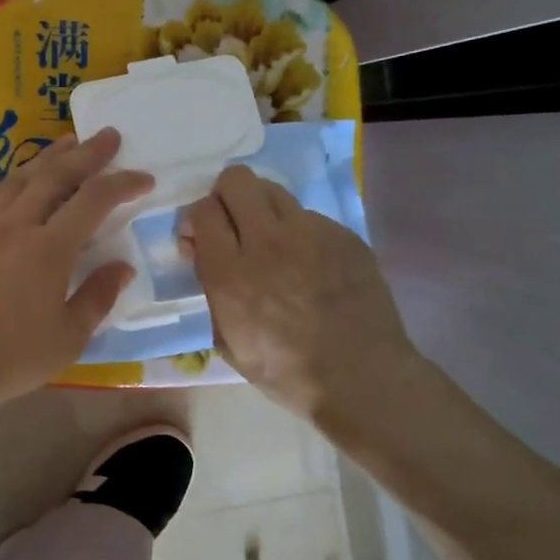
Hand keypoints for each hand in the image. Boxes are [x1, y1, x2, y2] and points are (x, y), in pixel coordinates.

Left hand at [0, 128, 151, 406]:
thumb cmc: (9, 355)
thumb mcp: (67, 338)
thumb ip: (98, 297)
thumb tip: (122, 266)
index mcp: (51, 247)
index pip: (94, 199)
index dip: (123, 183)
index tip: (144, 178)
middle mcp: (17, 223)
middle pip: (56, 174)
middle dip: (87, 152)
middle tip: (107, 135)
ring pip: (18, 177)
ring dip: (46, 157)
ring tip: (65, 144)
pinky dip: (7, 180)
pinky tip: (11, 177)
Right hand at [183, 165, 420, 425]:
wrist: (363, 378)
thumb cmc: (286, 372)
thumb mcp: (228, 341)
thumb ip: (210, 289)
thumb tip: (201, 253)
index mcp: (232, 273)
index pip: (202, 210)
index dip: (196, 220)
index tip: (200, 239)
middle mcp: (268, 241)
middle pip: (236, 180)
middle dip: (225, 196)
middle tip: (232, 225)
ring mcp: (311, 233)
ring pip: (274, 191)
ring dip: (262, 209)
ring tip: (272, 243)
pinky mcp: (344, 235)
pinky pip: (310, 216)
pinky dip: (299, 232)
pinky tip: (310, 266)